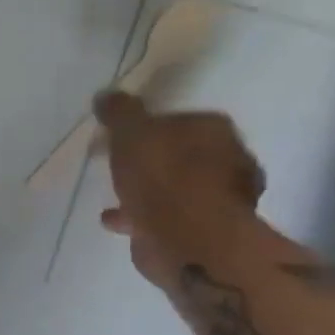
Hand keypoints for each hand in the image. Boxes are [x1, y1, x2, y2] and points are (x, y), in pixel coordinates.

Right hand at [93, 91, 266, 286]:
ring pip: (177, 188)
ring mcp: (219, 200)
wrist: (187, 240)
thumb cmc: (162, 176)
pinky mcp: (204, 233)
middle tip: (122, 164)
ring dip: (150, 191)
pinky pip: (166, 218)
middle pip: (183, 154)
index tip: (125, 135)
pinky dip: (143, 217)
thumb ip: (119, 113)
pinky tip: (116, 220)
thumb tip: (107, 94)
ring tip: (116, 194)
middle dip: (155, 160)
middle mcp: (228, 161)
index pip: (183, 118)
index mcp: (215, 130)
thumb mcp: (131, 133)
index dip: (153, 126)